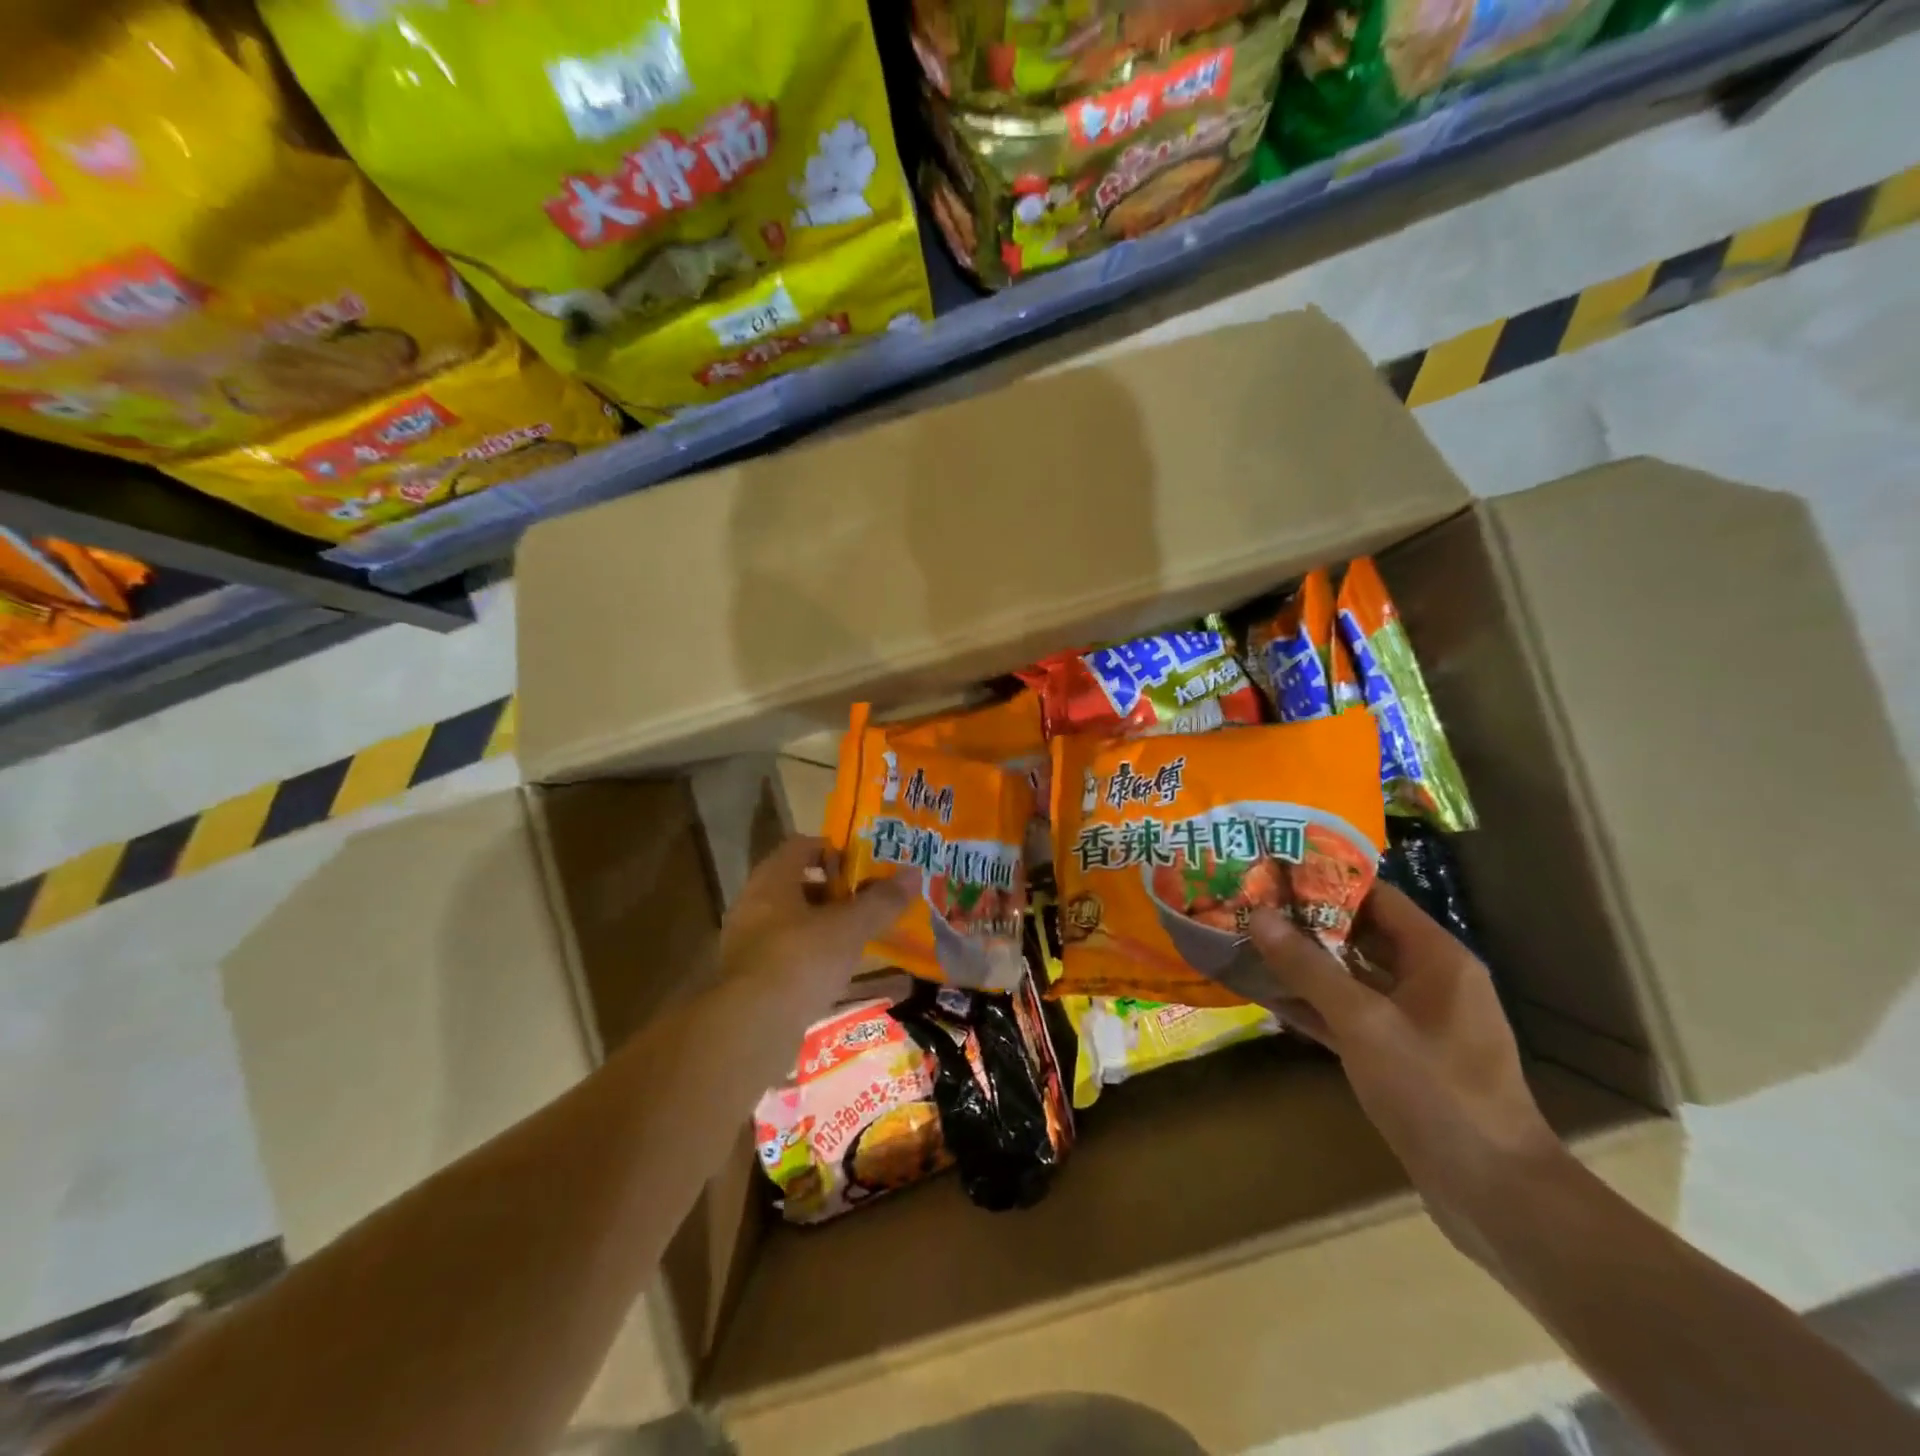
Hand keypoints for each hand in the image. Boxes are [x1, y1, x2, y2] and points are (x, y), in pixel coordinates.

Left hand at [718, 835, 920, 1003]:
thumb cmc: (801, 959)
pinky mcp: (752, 981)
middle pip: (798, 886)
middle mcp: (754, 906)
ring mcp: (749, 945)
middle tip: (868, 900)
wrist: (752, 1028)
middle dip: (834, 892)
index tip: (863, 864)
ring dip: (826, 927)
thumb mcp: (850, 927)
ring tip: (861, 937)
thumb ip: (882, 901)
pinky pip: (790, 957)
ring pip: (794, 924)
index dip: (833, 850)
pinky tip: (841, 974)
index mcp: (772, 881)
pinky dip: (815, 959)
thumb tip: (915, 873)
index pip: (800, 846)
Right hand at [1242, 884, 1565, 1258]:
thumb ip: (1309, 967)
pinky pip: (1351, 1015)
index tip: (1274, 870)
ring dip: (1306, 964)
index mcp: (1437, 957)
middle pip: (1362, 933)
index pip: (1377, 896)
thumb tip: (1259, 916)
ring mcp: (1415, 1020)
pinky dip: (1316, 1005)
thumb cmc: (1436, 1091)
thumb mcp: (1364, 1022)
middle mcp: (1430, 979)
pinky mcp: (1401, 1056)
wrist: (1494, 1194)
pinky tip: (1269, 998)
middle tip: (1251, 905)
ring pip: (1352, 976)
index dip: (1327, 878)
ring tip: (1250, 943)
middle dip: (1307, 921)